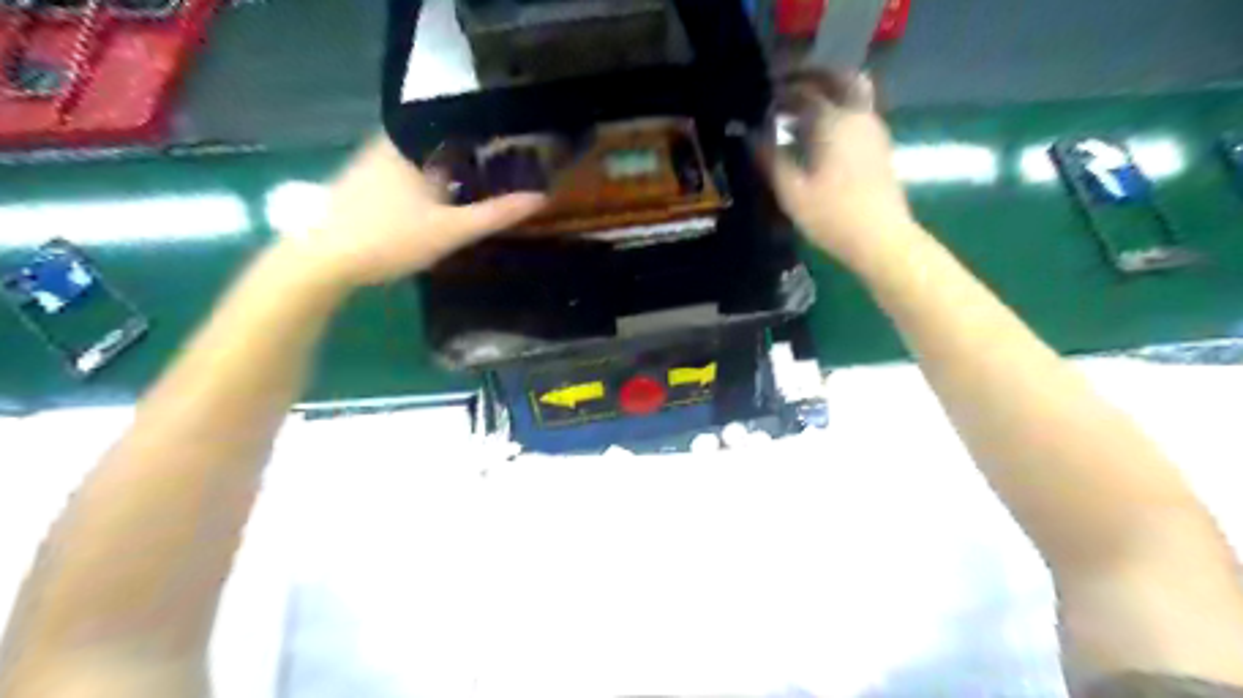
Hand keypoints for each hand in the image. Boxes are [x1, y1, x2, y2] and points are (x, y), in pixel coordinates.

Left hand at [280, 134, 544, 284]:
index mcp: (414, 144)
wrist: (322, 261)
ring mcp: (373, 162)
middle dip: (475, 160)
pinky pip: (408, 174)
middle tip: (508, 176)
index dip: (494, 142)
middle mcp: (391, 144)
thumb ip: (496, 214)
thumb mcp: (451, 230)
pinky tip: (441, 205)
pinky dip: (430, 184)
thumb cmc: (390, 238)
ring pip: (425, 161)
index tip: (521, 156)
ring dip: (452, 174)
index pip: (463, 129)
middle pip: (444, 145)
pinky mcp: (363, 182)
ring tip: (484, 190)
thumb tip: (540, 197)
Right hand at [770, 73, 920, 268]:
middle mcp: (857, 115)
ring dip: (828, 91)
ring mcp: (873, 129)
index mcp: (832, 121)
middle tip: (788, 86)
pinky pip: (858, 112)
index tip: (760, 96)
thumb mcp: (792, 192)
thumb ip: (769, 160)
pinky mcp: (879, 146)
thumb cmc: (832, 216)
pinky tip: (821, 134)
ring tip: (802, 109)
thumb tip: (749, 137)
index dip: (779, 91)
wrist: (881, 239)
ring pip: (853, 93)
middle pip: (839, 78)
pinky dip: (839, 109)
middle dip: (812, 76)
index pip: (802, 92)